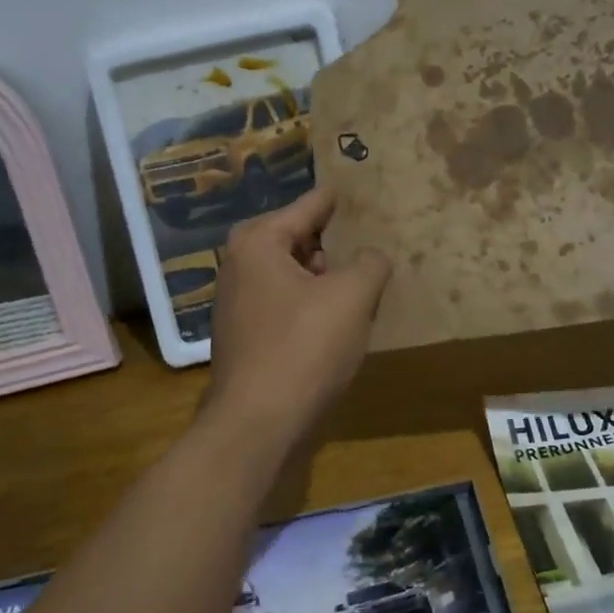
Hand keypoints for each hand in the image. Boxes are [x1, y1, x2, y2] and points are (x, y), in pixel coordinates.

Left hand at [203, 187, 391, 445]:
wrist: (258, 425)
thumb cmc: (303, 348)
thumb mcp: (351, 297)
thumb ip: (370, 264)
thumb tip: (372, 257)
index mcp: (258, 242)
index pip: (309, 206)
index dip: (338, 199)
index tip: (361, 187)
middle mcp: (240, 266)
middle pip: (299, 240)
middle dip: (335, 243)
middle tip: (374, 238)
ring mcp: (239, 305)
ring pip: (294, 277)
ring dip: (327, 279)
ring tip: (365, 280)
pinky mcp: (247, 338)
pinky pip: (288, 306)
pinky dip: (313, 306)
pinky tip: (340, 320)